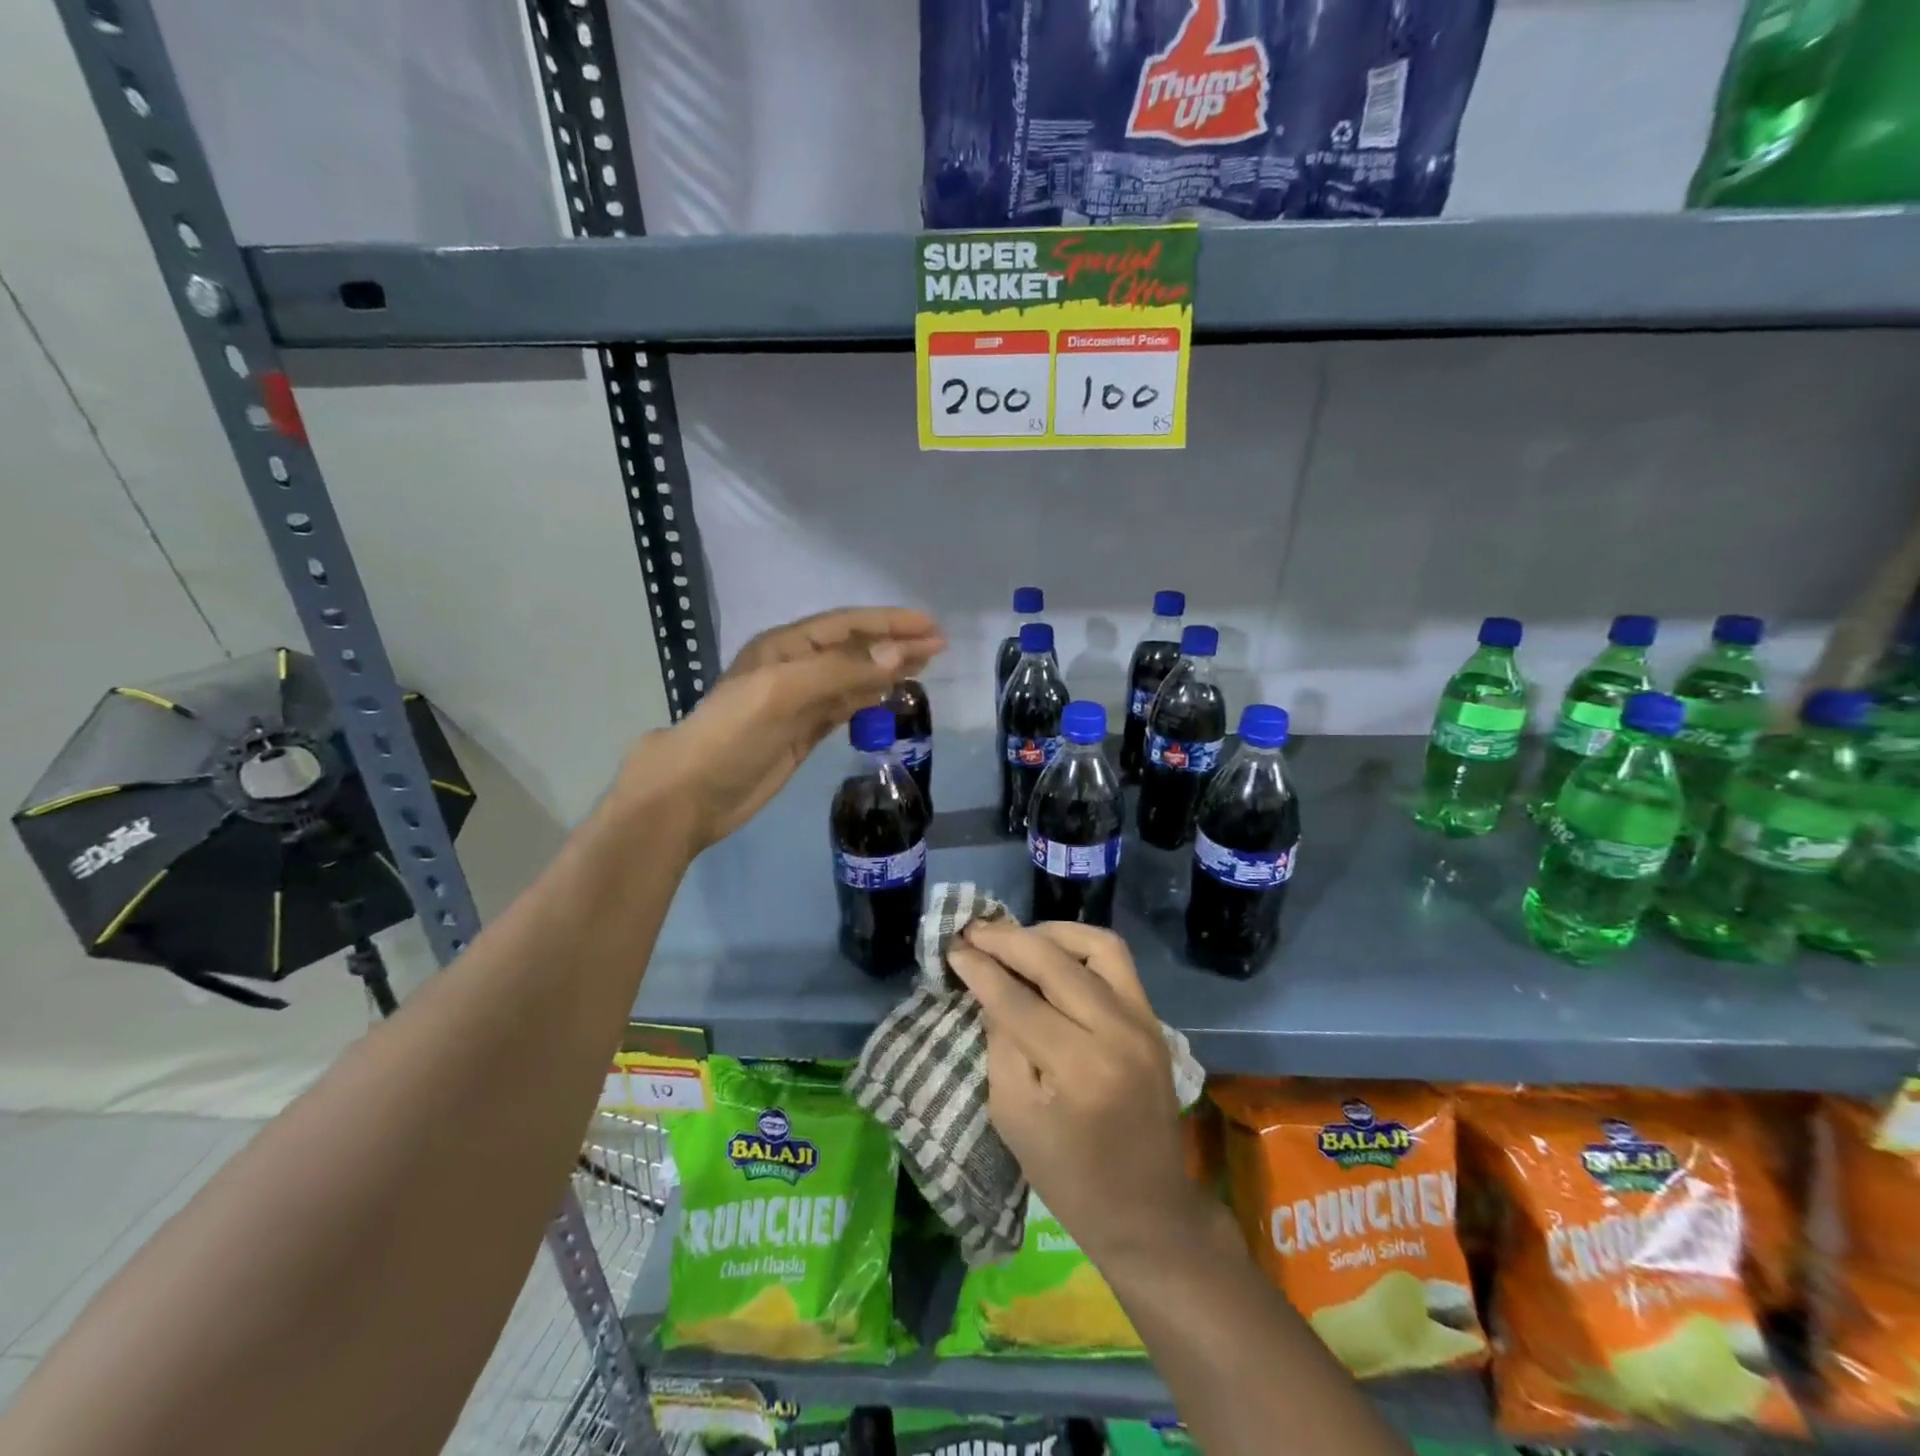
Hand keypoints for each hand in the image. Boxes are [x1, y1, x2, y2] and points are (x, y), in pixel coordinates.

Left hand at [618, 607, 943, 852]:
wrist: (693, 793)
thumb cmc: (733, 733)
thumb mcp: (783, 692)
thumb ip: (841, 671)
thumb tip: (897, 654)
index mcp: (786, 647)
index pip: (847, 625)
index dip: (888, 622)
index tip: (929, 626)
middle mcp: (796, 668)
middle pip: (855, 649)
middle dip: (895, 644)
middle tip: (939, 646)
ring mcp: (800, 702)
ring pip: (854, 678)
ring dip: (887, 670)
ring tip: (925, 666)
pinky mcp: (804, 733)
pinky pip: (846, 707)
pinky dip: (871, 699)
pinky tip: (892, 696)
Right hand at [947, 920, 1201, 1270]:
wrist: (1147, 1210)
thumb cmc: (1068, 1177)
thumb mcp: (1013, 1115)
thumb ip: (1001, 1042)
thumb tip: (990, 985)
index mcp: (1078, 1068)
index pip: (1017, 999)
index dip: (980, 968)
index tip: (953, 947)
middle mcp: (1117, 1031)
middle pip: (1055, 961)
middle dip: (1007, 939)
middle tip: (973, 931)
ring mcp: (1143, 1020)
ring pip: (1095, 945)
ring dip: (1049, 933)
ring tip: (1014, 938)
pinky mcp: (1152, 1018)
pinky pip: (1116, 960)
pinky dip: (1080, 946)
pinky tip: (1051, 953)